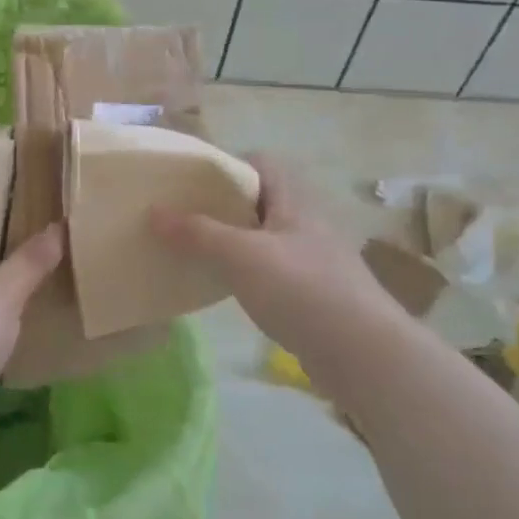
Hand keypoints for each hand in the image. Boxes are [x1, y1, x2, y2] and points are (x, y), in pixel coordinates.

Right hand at [149, 154, 402, 379]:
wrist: (364, 355)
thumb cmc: (302, 290)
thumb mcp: (241, 255)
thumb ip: (197, 232)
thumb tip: (153, 212)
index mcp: (294, 201)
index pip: (261, 164)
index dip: (227, 167)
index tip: (191, 185)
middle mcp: (305, 223)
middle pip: (258, 202)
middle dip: (221, 208)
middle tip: (182, 219)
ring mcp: (312, 260)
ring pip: (263, 239)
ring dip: (231, 243)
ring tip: (194, 253)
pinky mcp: (314, 295)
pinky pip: (271, 272)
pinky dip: (246, 275)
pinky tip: (225, 290)